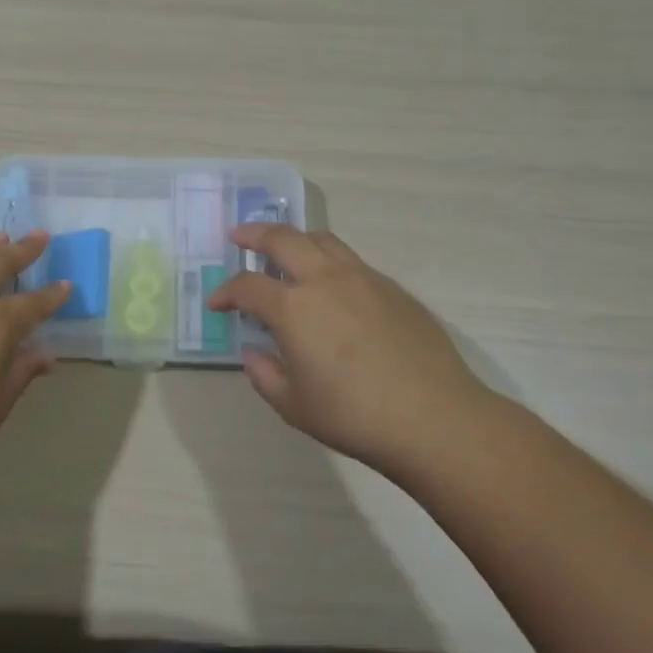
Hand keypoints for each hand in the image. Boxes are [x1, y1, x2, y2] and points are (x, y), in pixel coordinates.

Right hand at [206, 225, 493, 472]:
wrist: (435, 419)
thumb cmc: (354, 416)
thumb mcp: (294, 406)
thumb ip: (264, 375)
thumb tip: (254, 353)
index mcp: (294, 308)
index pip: (247, 286)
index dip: (226, 291)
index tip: (217, 303)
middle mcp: (325, 281)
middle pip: (283, 239)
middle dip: (254, 234)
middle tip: (240, 237)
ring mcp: (364, 279)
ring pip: (323, 240)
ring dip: (296, 240)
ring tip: (286, 253)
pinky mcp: (393, 289)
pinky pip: (352, 262)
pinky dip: (330, 263)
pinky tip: (332, 290)